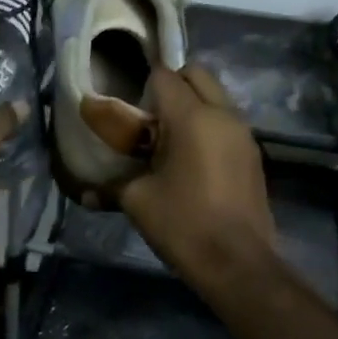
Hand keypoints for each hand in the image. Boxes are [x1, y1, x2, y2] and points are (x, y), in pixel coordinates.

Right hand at [119, 65, 277, 289]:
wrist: (238, 264)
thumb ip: (111, 186)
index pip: (165, 76)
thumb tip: (84, 193)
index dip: (143, 85)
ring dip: (193, 105)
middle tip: (150, 115)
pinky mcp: (253, 154)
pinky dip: (209, 125)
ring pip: (217, 97)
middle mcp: (223, 115)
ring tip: (169, 139)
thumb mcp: (138, 202)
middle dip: (172, 84)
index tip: (129, 107)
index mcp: (192, 118)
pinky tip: (191, 159)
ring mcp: (243, 134)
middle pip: (197, 74)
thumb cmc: (183, 225)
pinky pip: (227, 122)